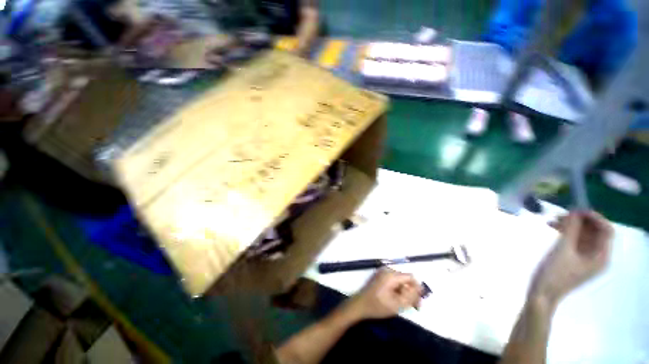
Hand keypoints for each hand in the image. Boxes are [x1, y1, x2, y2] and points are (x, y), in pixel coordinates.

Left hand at [346, 268, 421, 320]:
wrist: (359, 305)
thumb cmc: (377, 306)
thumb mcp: (397, 304)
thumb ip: (410, 296)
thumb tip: (420, 289)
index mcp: (391, 275)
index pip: (411, 278)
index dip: (417, 290)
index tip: (418, 303)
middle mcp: (387, 270)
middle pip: (406, 279)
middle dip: (411, 292)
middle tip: (413, 307)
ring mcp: (383, 272)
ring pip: (400, 281)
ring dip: (404, 292)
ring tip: (404, 305)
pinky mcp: (380, 276)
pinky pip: (394, 281)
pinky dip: (398, 290)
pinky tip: (397, 300)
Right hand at [530, 211, 612, 305]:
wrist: (542, 294)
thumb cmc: (555, 273)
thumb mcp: (563, 249)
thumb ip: (571, 229)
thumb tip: (575, 211)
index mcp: (601, 256)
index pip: (606, 230)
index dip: (594, 217)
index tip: (576, 209)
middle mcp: (598, 256)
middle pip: (594, 232)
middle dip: (579, 221)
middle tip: (561, 214)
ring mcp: (586, 258)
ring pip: (583, 235)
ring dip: (570, 226)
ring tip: (552, 221)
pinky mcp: (575, 259)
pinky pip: (575, 241)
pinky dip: (566, 232)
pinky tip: (552, 228)